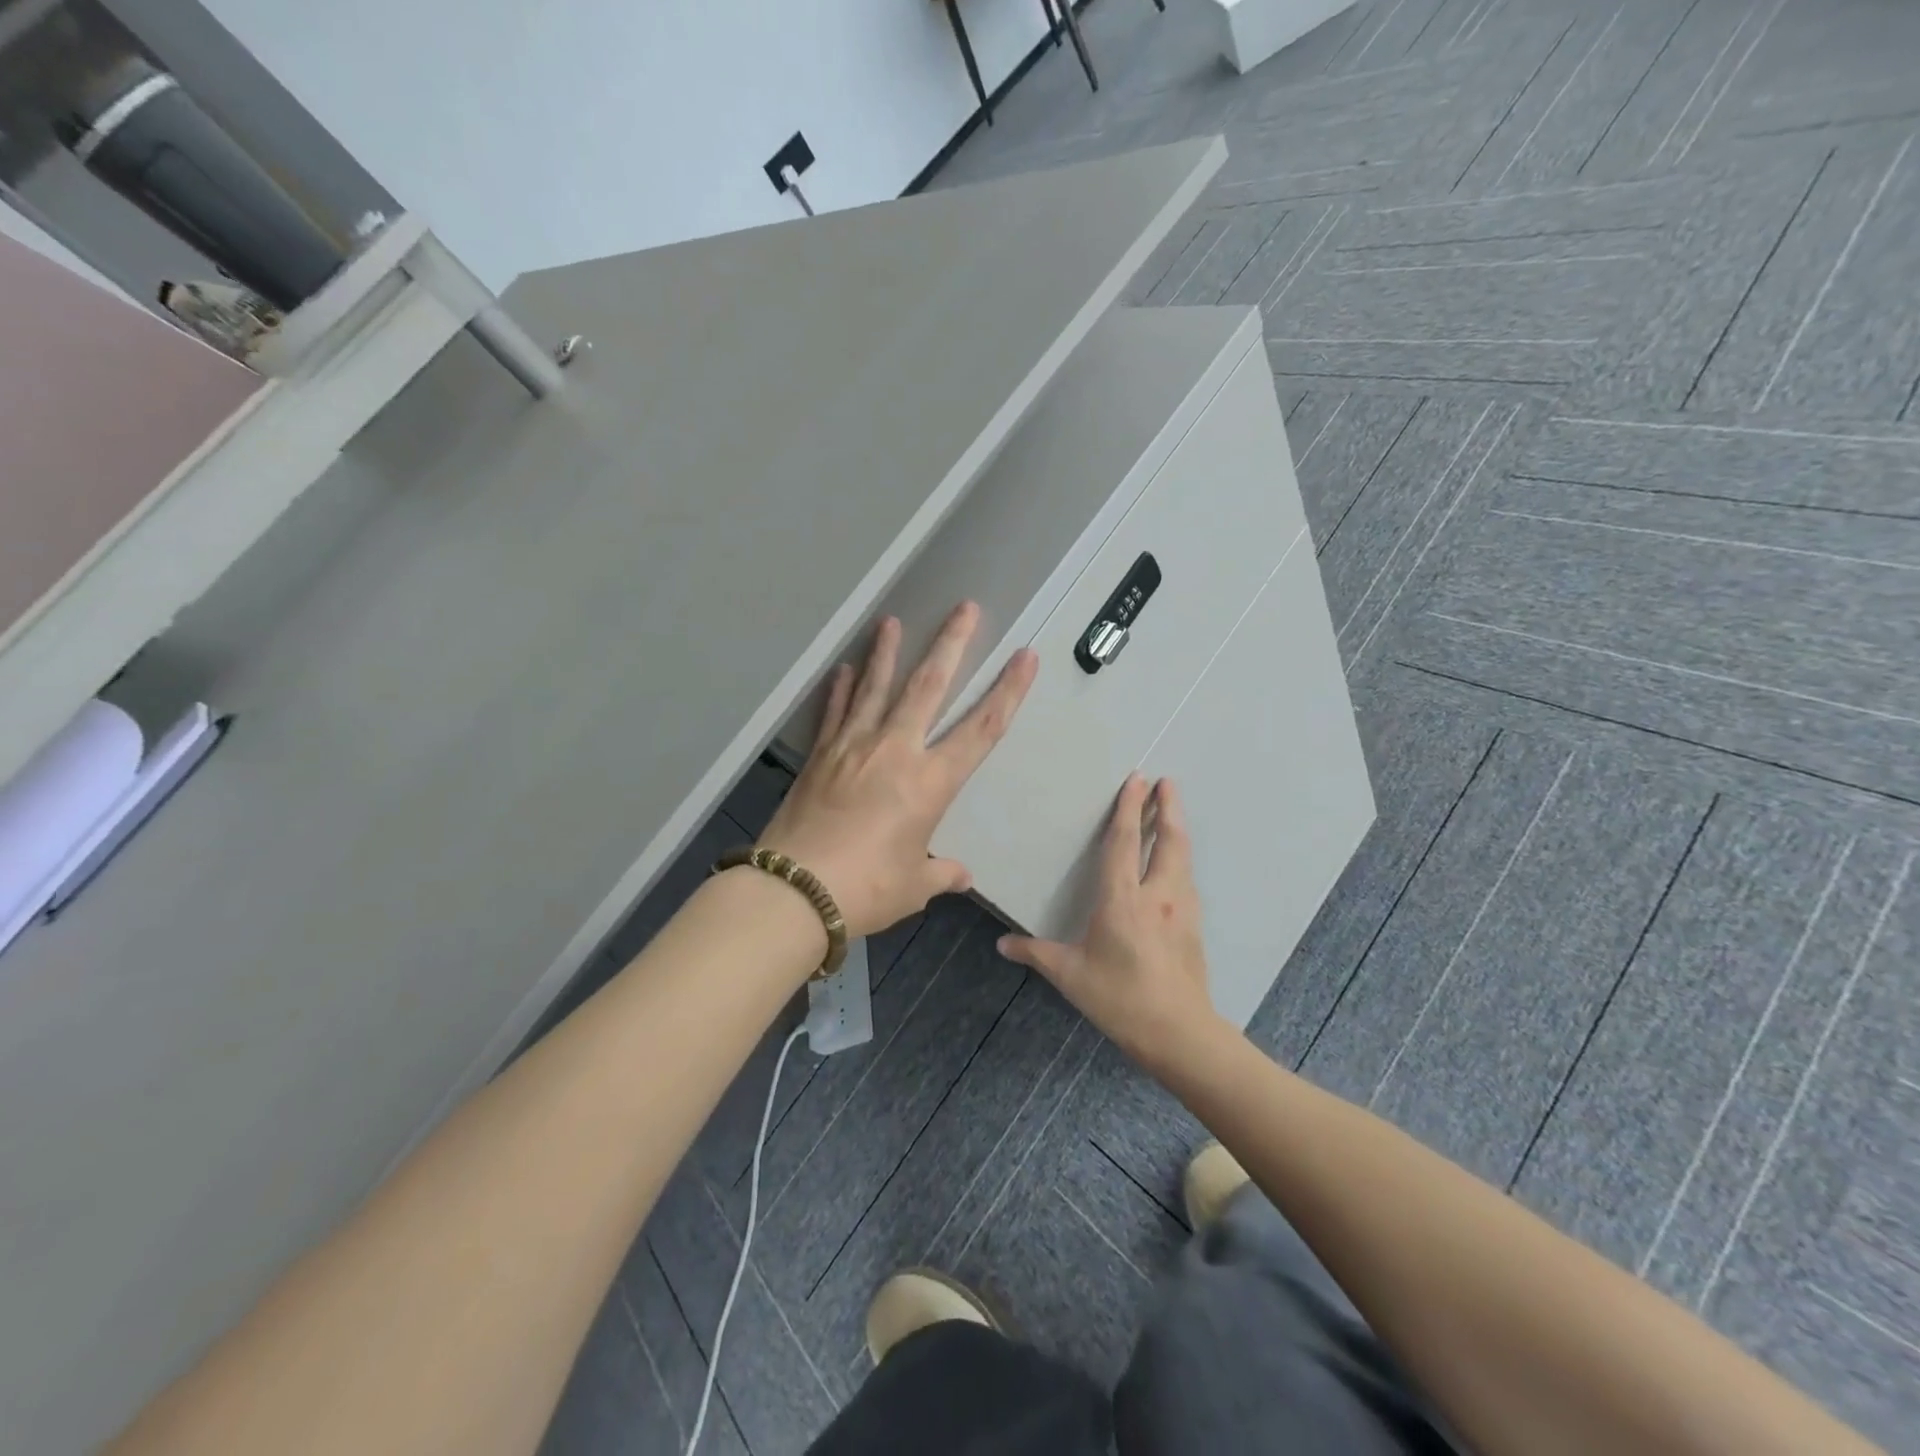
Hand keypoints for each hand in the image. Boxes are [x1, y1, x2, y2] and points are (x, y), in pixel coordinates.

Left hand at [759, 602, 1037, 937]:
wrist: (794, 890)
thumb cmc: (866, 889)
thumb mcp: (913, 885)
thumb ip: (940, 872)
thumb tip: (960, 875)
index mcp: (930, 782)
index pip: (981, 729)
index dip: (1007, 691)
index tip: (1024, 656)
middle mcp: (895, 751)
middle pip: (929, 687)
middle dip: (951, 644)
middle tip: (964, 608)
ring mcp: (853, 747)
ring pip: (876, 687)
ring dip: (887, 653)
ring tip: (892, 621)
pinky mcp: (820, 755)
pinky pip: (834, 712)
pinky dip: (839, 689)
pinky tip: (842, 668)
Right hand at [998, 774, 1218, 1067]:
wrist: (1179, 1033)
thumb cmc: (1120, 999)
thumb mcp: (1070, 975)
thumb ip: (1036, 953)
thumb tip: (1002, 945)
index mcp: (1122, 901)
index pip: (1124, 843)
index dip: (1128, 809)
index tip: (1137, 779)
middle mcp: (1156, 896)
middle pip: (1168, 840)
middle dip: (1168, 807)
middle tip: (1167, 781)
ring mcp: (1181, 909)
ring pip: (1183, 857)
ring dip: (1177, 829)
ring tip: (1172, 811)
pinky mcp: (1194, 925)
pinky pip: (1187, 879)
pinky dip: (1181, 858)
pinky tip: (1176, 863)